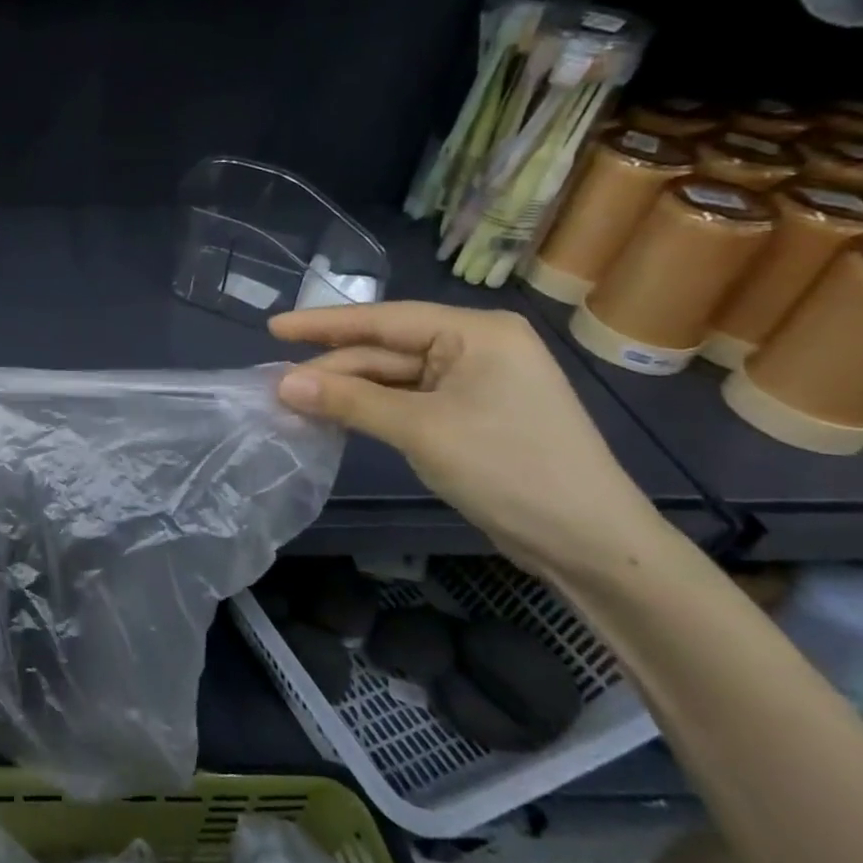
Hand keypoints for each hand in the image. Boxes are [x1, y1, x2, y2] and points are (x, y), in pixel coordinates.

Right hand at [269, 303, 664, 577]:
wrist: (589, 543)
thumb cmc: (509, 469)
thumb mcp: (421, 430)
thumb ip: (349, 401)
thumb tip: (281, 384)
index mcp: (476, 332)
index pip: (384, 319)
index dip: (323, 325)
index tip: (273, 327)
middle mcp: (476, 347)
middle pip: (386, 350)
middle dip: (333, 368)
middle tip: (276, 384)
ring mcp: (475, 382)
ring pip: (394, 377)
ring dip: (348, 391)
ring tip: (295, 401)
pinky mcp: (471, 414)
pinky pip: (408, 400)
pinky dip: (371, 409)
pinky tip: (335, 415)